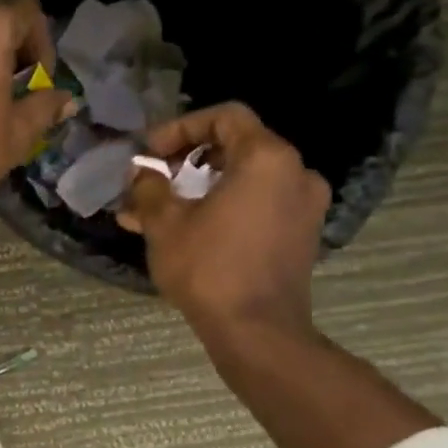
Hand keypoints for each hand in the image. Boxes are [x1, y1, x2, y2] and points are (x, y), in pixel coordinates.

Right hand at [118, 103, 330, 340]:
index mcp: (267, 158)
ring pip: (244, 180)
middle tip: (149, 182)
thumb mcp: (164, 224)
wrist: (256, 330)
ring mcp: (304, 205)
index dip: (180, 128)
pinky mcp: (300, 235)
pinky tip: (186, 231)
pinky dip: (222, 208)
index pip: (224, 117)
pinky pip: (257, 205)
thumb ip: (150, 187)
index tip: (149, 153)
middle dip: (185, 162)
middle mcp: (296, 172)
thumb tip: (143, 172)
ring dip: (199, 189)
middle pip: (235, 148)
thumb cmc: (208, 268)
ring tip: (155, 213)